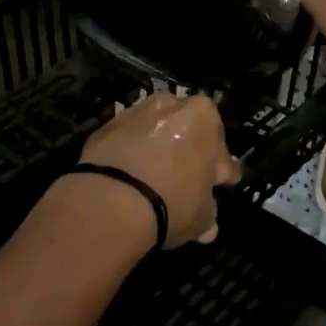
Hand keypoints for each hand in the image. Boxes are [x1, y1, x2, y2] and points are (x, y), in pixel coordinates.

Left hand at [79, 93, 240, 248]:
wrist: (111, 201)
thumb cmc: (172, 202)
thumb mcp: (202, 216)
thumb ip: (208, 210)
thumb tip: (208, 220)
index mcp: (204, 117)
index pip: (221, 146)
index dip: (220, 169)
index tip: (217, 184)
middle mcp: (170, 106)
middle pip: (186, 129)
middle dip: (187, 151)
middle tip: (186, 179)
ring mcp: (135, 113)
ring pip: (154, 132)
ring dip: (157, 149)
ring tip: (154, 178)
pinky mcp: (105, 127)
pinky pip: (127, 142)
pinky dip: (130, 155)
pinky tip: (129, 179)